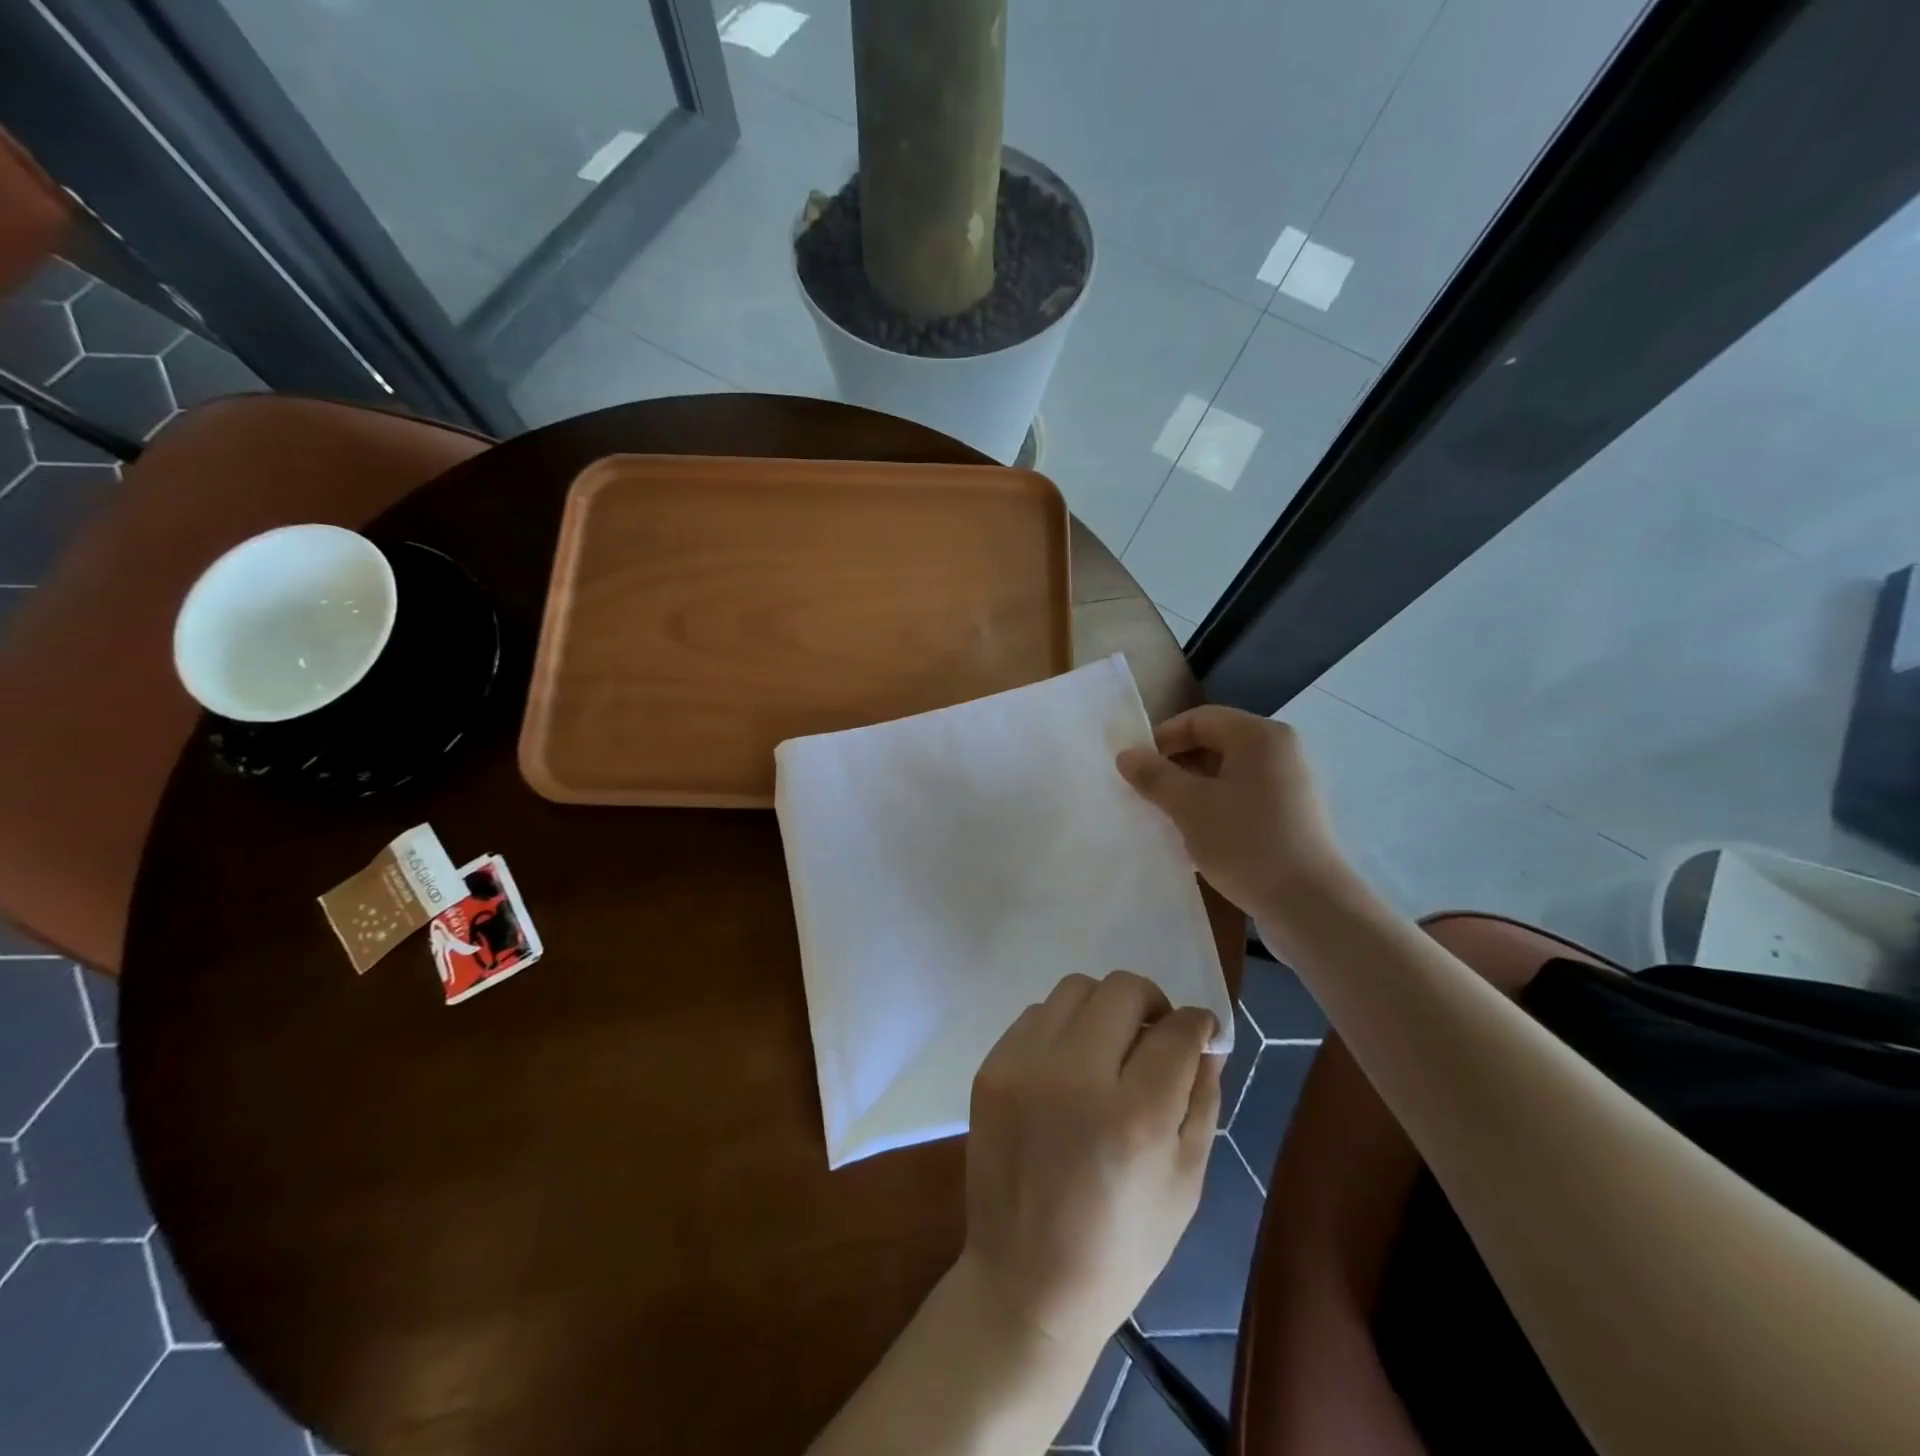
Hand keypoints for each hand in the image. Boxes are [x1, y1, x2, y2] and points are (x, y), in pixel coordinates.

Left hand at [961, 971, 1220, 1359]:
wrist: (1025, 1281)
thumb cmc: (1120, 1246)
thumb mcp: (1185, 1183)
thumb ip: (1201, 1099)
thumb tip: (1206, 1039)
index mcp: (1134, 1116)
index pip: (1176, 1030)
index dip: (1198, 1024)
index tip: (1199, 1031)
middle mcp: (1075, 1076)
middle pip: (1122, 988)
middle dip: (1151, 1002)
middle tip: (1154, 1035)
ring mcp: (1024, 1066)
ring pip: (1075, 989)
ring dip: (1103, 1008)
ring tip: (1108, 1049)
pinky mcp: (991, 1068)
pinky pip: (1035, 1015)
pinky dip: (1061, 1028)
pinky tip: (1067, 1068)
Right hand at [1115, 705, 1347, 917]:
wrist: (1310, 906)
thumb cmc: (1247, 843)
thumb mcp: (1190, 807)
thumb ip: (1155, 776)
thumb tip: (1126, 755)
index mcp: (1259, 736)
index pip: (1199, 719)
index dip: (1162, 739)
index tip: (1135, 769)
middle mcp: (1279, 751)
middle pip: (1214, 743)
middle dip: (1176, 766)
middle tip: (1146, 794)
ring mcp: (1289, 784)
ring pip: (1226, 773)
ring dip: (1192, 790)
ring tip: (1166, 817)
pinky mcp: (1290, 815)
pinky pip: (1242, 797)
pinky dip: (1215, 807)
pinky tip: (1196, 836)